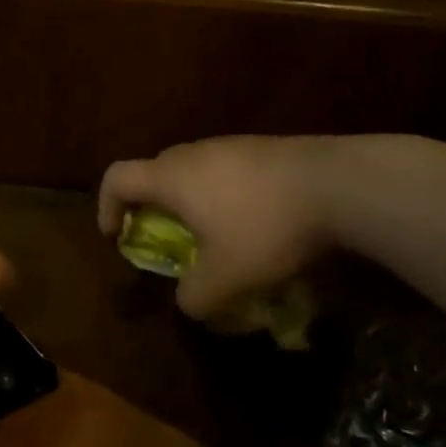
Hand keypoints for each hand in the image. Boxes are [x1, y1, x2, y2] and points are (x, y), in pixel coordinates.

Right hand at [99, 136, 335, 320]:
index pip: (116, 178)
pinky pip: (227, 170)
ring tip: (217, 235)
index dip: (106, 207)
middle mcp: (193, 153)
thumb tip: (188, 301)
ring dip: (192, 202)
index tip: (118, 236)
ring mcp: (231, 145)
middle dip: (151, 207)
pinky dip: (225, 194)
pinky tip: (256, 221)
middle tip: (168, 239)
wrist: (338, 184)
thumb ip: (194, 296)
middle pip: (154, 173)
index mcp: (170, 177)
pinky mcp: (264, 148)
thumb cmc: (264, 227)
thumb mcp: (225, 278)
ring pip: (194, 171)